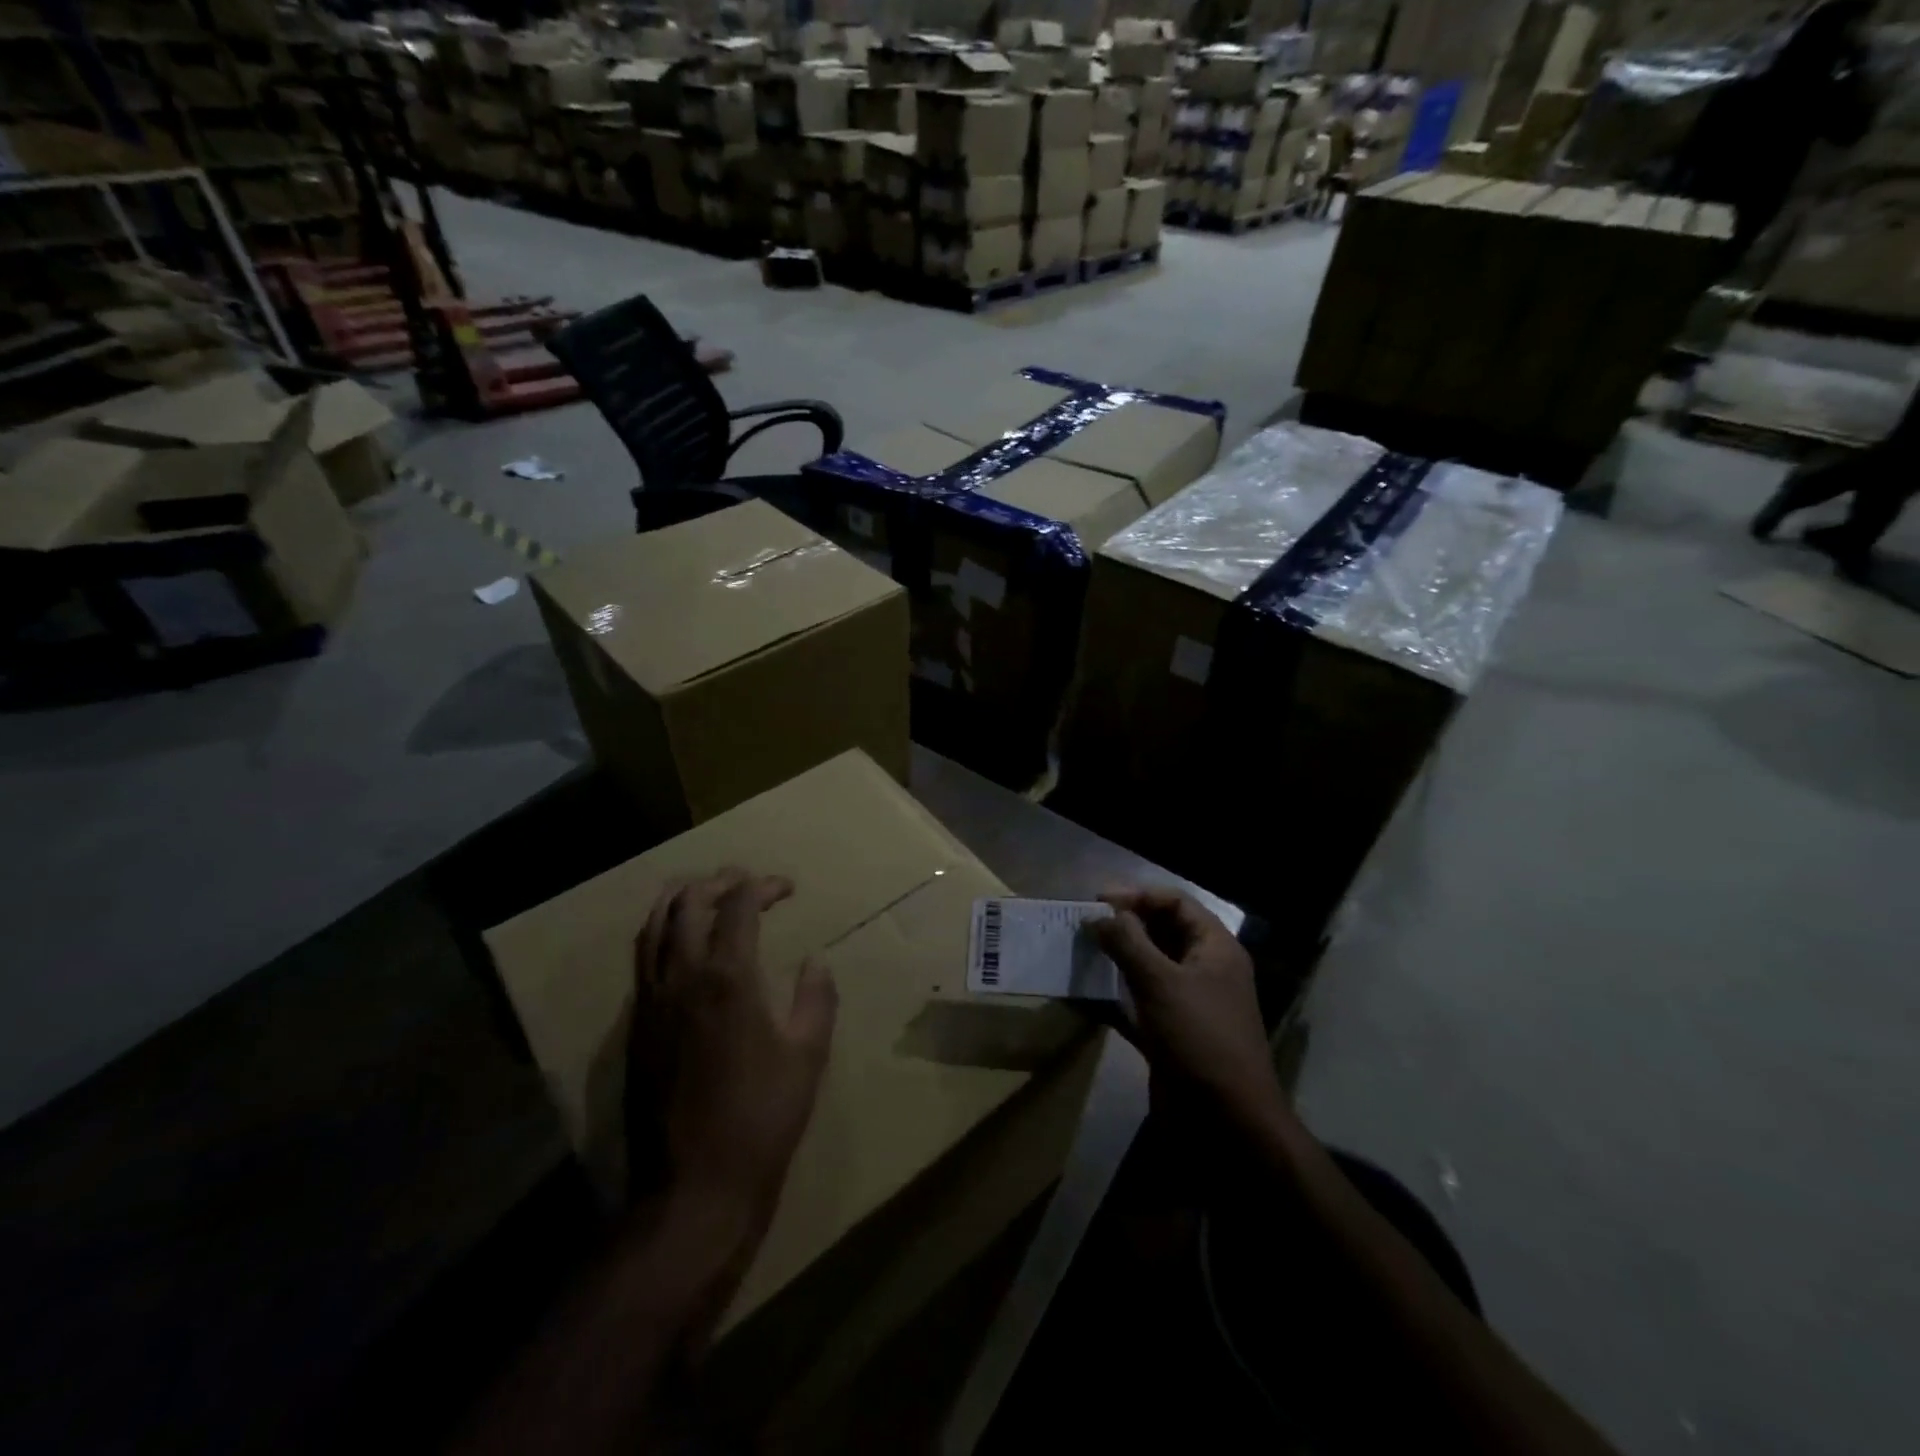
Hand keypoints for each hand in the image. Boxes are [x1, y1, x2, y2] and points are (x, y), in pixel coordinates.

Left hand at [628, 869, 837, 1218]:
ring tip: (705, 893)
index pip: (738, 906)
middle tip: (745, 881)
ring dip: (680, 899)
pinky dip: (661, 933)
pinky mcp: (635, 1028)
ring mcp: (651, 1002)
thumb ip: (815, 999)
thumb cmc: (762, 1118)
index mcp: (728, 978)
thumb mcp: (808, 1056)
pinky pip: (643, 960)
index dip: (762, 886)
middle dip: (718, 881)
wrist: (693, 1185)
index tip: (786, 888)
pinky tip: (680, 945)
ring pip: (654, 927)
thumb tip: (815, 961)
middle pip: (688, 903)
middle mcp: (682, 978)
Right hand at [1091, 888, 1282, 1128]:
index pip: (1175, 903)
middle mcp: (1204, 969)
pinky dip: (1114, 994)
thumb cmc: (1199, 1038)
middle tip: (1084, 924)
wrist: (1226, 1120)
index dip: (1137, 896)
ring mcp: (1187, 1002)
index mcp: (1214, 948)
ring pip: (1148, 966)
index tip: (1098, 902)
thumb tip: (1099, 915)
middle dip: (1124, 924)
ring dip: (1117, 957)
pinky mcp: (1170, 1031)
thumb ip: (1128, 942)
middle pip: (1161, 931)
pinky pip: (1139, 1001)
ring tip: (1080, 950)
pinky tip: (1085, 992)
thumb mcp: (1161, 982)